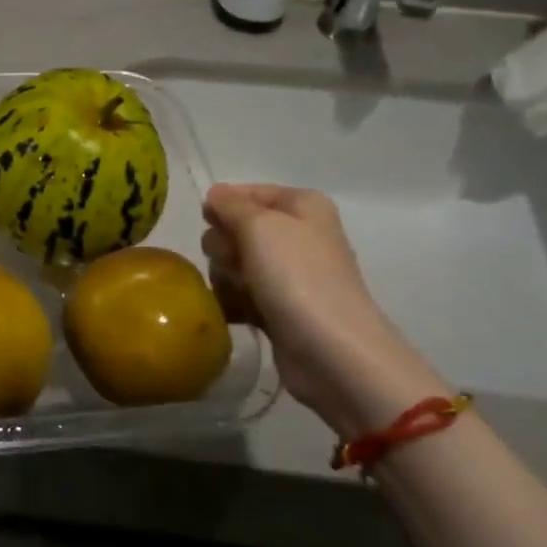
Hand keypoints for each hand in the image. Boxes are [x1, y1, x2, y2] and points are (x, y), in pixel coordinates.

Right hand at [201, 184, 442, 436]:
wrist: (333, 353)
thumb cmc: (297, 277)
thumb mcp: (259, 225)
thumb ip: (230, 204)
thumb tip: (215, 194)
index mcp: (302, 206)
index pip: (246, 192)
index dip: (224, 207)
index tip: (214, 225)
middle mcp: (298, 234)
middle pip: (236, 228)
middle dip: (226, 246)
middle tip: (238, 264)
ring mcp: (289, 274)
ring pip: (233, 263)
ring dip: (227, 277)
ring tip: (243, 295)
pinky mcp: (279, 308)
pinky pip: (241, 294)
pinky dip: (234, 301)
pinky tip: (237, 313)